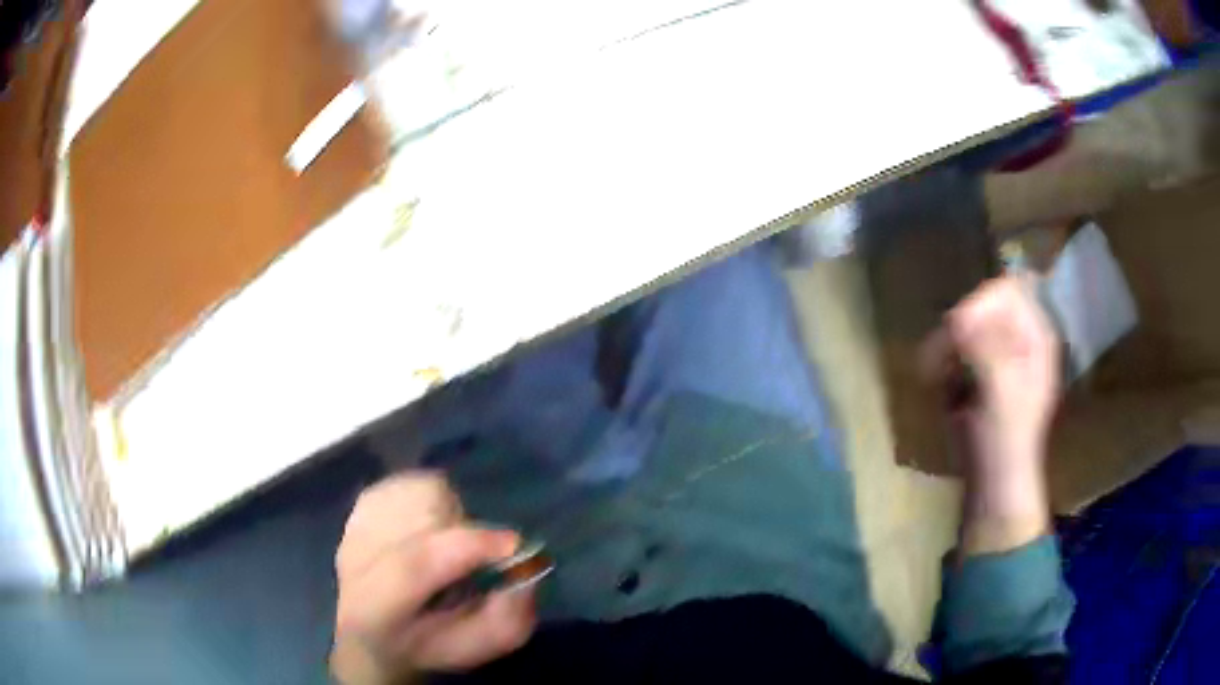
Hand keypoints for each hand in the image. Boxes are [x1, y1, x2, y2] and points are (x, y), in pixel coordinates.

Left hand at [331, 472, 536, 683]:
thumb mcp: (477, 647)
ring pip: (420, 492)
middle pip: (419, 518)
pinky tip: (430, 528)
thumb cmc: (428, 644)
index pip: (413, 565)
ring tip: (448, 544)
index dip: (468, 547)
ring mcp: (355, 524)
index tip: (514, 545)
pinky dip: (434, 499)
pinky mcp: (362, 502)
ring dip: (450, 513)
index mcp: (375, 609)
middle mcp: (355, 559)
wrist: (371, 632)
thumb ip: (506, 619)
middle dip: (463, 532)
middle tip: (474, 560)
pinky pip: (413, 482)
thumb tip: (524, 573)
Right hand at [922, 277, 1059, 553]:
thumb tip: (958, 317)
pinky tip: (941, 385)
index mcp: (1037, 338)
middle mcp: (1021, 338)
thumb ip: (986, 351)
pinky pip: (958, 348)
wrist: (994, 483)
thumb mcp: (1001, 396)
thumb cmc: (1004, 443)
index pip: (1009, 291)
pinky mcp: (982, 372)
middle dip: (960, 328)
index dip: (981, 303)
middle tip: (939, 358)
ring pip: (968, 325)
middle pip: (985, 305)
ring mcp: (1001, 355)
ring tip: (935, 374)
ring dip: (948, 346)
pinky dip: (945, 361)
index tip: (957, 332)